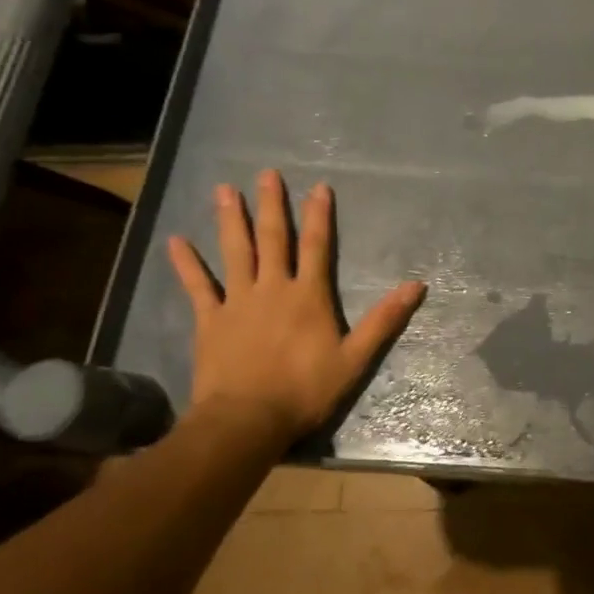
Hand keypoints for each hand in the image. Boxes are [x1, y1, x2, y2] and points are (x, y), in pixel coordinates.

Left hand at [167, 171, 424, 445]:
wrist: (247, 420)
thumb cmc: (305, 389)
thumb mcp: (355, 358)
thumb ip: (384, 319)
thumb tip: (417, 285)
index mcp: (308, 295)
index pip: (317, 246)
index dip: (319, 216)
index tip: (319, 187)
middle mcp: (273, 288)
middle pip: (272, 239)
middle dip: (271, 205)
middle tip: (266, 174)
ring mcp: (237, 302)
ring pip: (234, 252)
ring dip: (230, 220)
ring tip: (224, 190)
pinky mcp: (210, 321)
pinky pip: (197, 286)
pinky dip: (186, 264)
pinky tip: (176, 241)